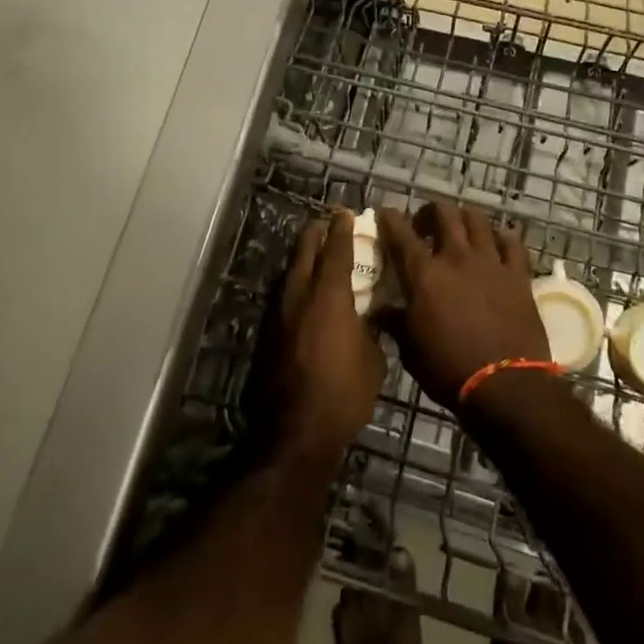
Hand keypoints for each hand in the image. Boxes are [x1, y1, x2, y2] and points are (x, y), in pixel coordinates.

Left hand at [277, 210, 384, 467]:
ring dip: (303, 258)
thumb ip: (370, 329)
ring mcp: (281, 315)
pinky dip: (297, 285)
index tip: (346, 213)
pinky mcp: (271, 335)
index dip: (342, 229)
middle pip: (305, 252)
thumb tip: (367, 319)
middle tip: (326, 224)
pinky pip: (286, 297)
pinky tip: (305, 293)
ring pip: (291, 274)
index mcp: (330, 296)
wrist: (298, 430)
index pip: (336, 250)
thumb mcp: (373, 359)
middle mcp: (301, 296)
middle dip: (316, 234)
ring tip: (314, 253)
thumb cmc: (344, 392)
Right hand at [374, 201, 549, 409]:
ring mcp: (490, 262)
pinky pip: (512, 242)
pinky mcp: (517, 274)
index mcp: (424, 274)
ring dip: (464, 218)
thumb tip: (379, 311)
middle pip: (443, 213)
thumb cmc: (449, 370)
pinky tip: (496, 245)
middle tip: (425, 227)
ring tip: (460, 230)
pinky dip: (501, 238)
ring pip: (477, 219)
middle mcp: (456, 257)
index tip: (386, 214)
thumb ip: (395, 323)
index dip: (390, 219)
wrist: (506, 386)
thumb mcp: (410, 351)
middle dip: (430, 212)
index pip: (400, 233)